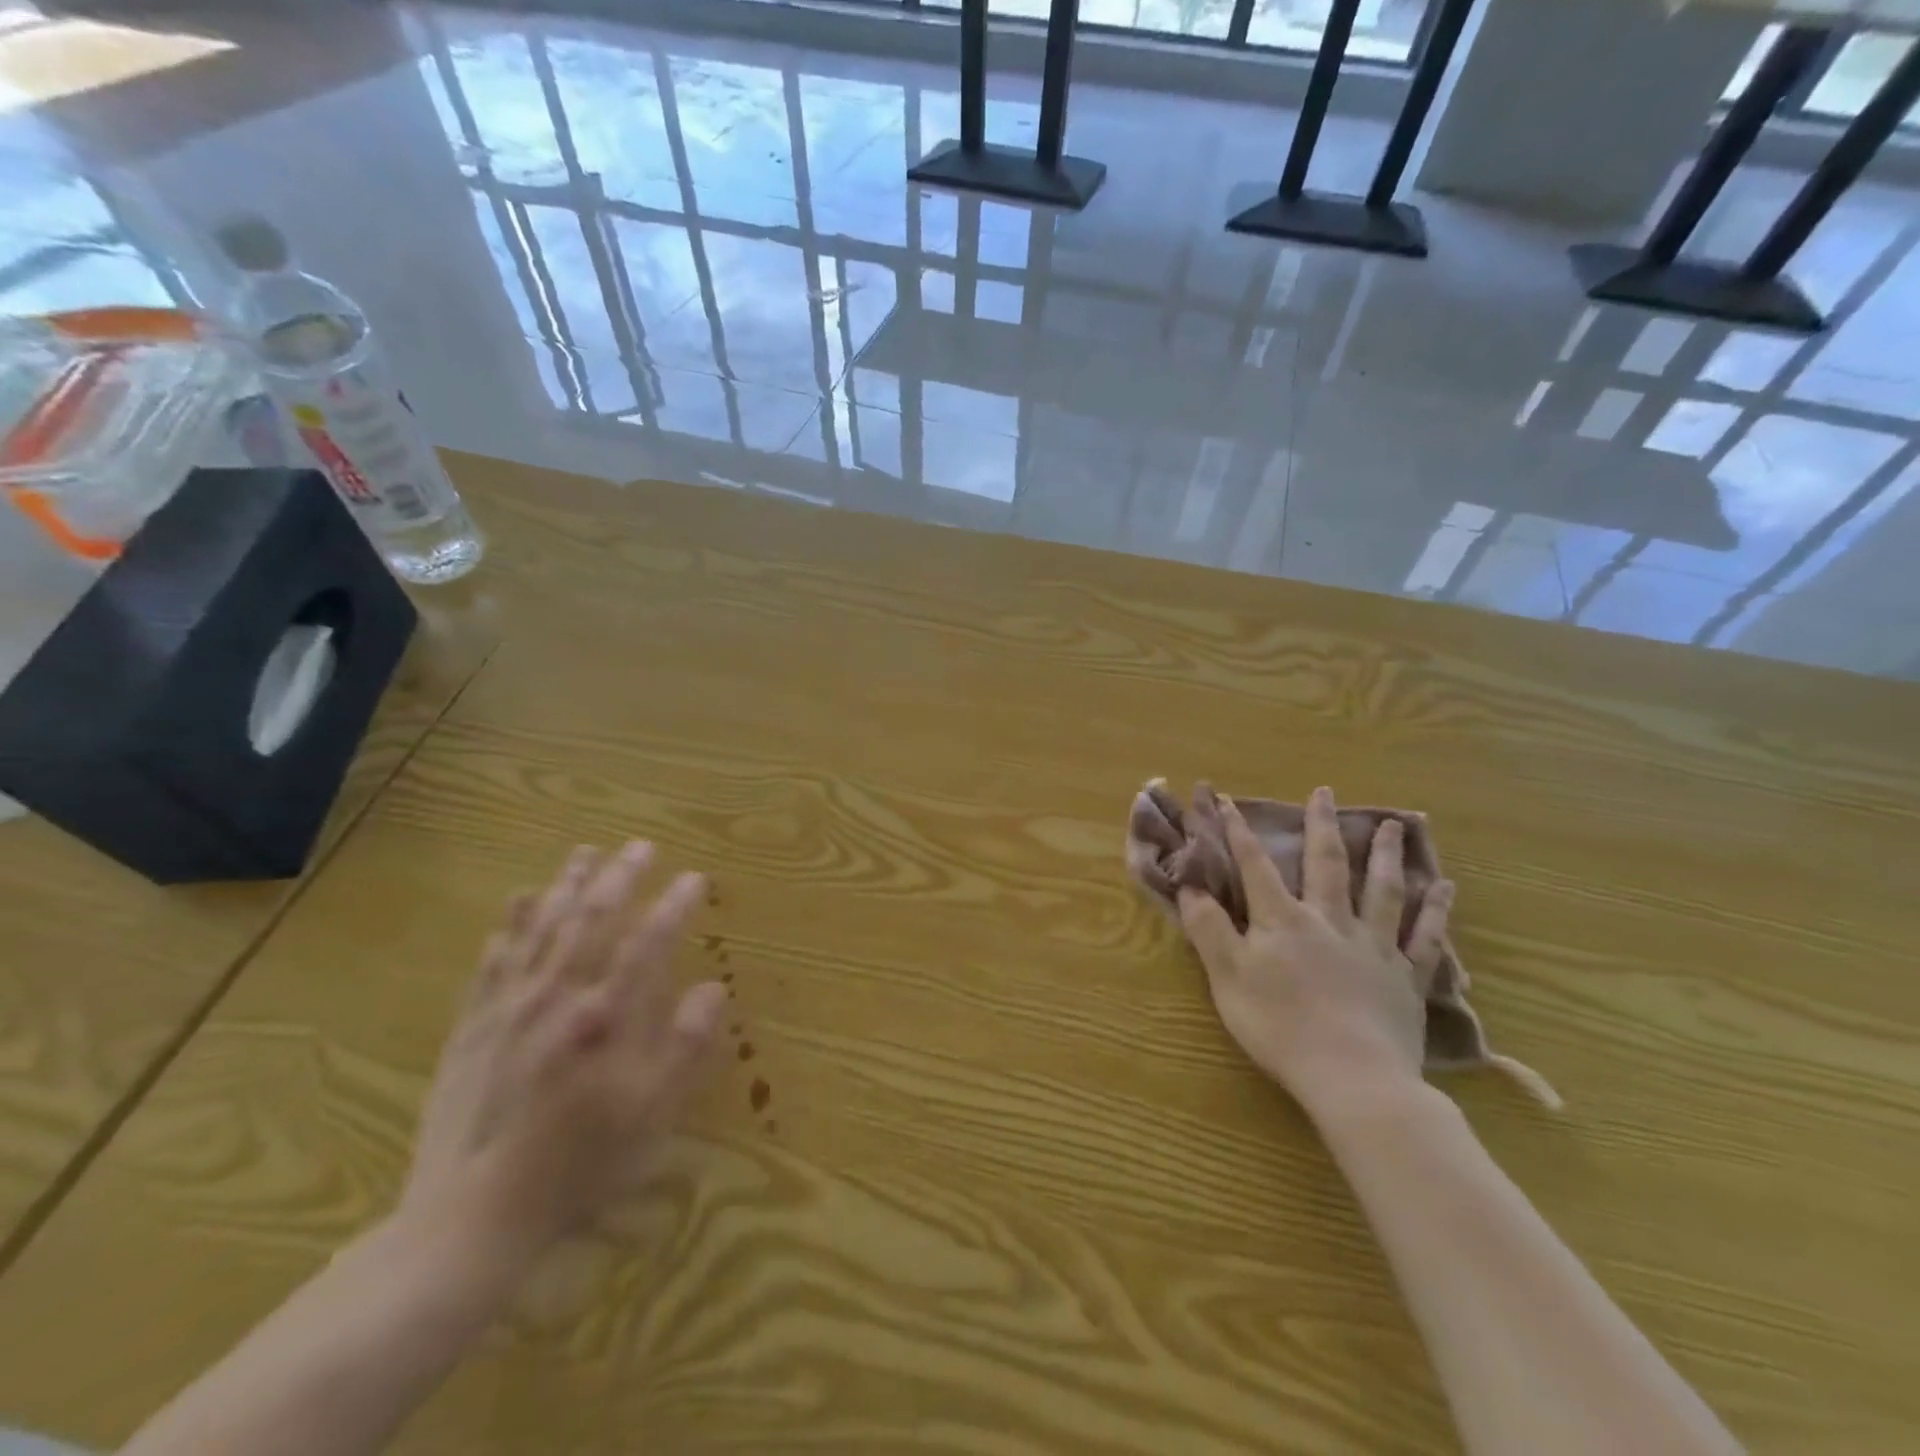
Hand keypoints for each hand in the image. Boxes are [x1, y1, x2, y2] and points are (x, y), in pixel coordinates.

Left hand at [399, 843, 726, 1271]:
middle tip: (642, 846)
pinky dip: (509, 923)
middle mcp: (558, 996)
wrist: (470, 1218)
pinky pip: (494, 959)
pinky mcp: (473, 1026)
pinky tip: (518, 901)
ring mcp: (510, 1007)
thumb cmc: (577, 1166)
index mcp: (607, 1016)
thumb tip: (714, 988)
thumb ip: (685, 1046)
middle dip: (621, 876)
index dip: (675, 904)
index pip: (649, 941)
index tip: (696, 878)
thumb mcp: (651, 1115)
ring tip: (586, 852)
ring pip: (542, 926)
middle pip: (594, 918)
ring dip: (567, 884)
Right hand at [1177, 787, 1452, 1112]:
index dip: (1238, 832)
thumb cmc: (1279, 1027)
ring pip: (1381, 891)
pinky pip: (1424, 937)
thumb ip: (1209, 929)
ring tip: (1394, 825)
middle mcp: (1330, 921)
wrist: (1353, 1078)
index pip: (1255, 866)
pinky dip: (1435, 911)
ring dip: (1385, 855)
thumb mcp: (1228, 978)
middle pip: (1326, 865)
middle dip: (1321, 826)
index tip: (1226, 799)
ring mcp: (1374, 947)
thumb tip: (1191, 886)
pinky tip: (1444, 888)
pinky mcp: (1405, 978)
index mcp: (1283, 921)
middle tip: (1325, 792)